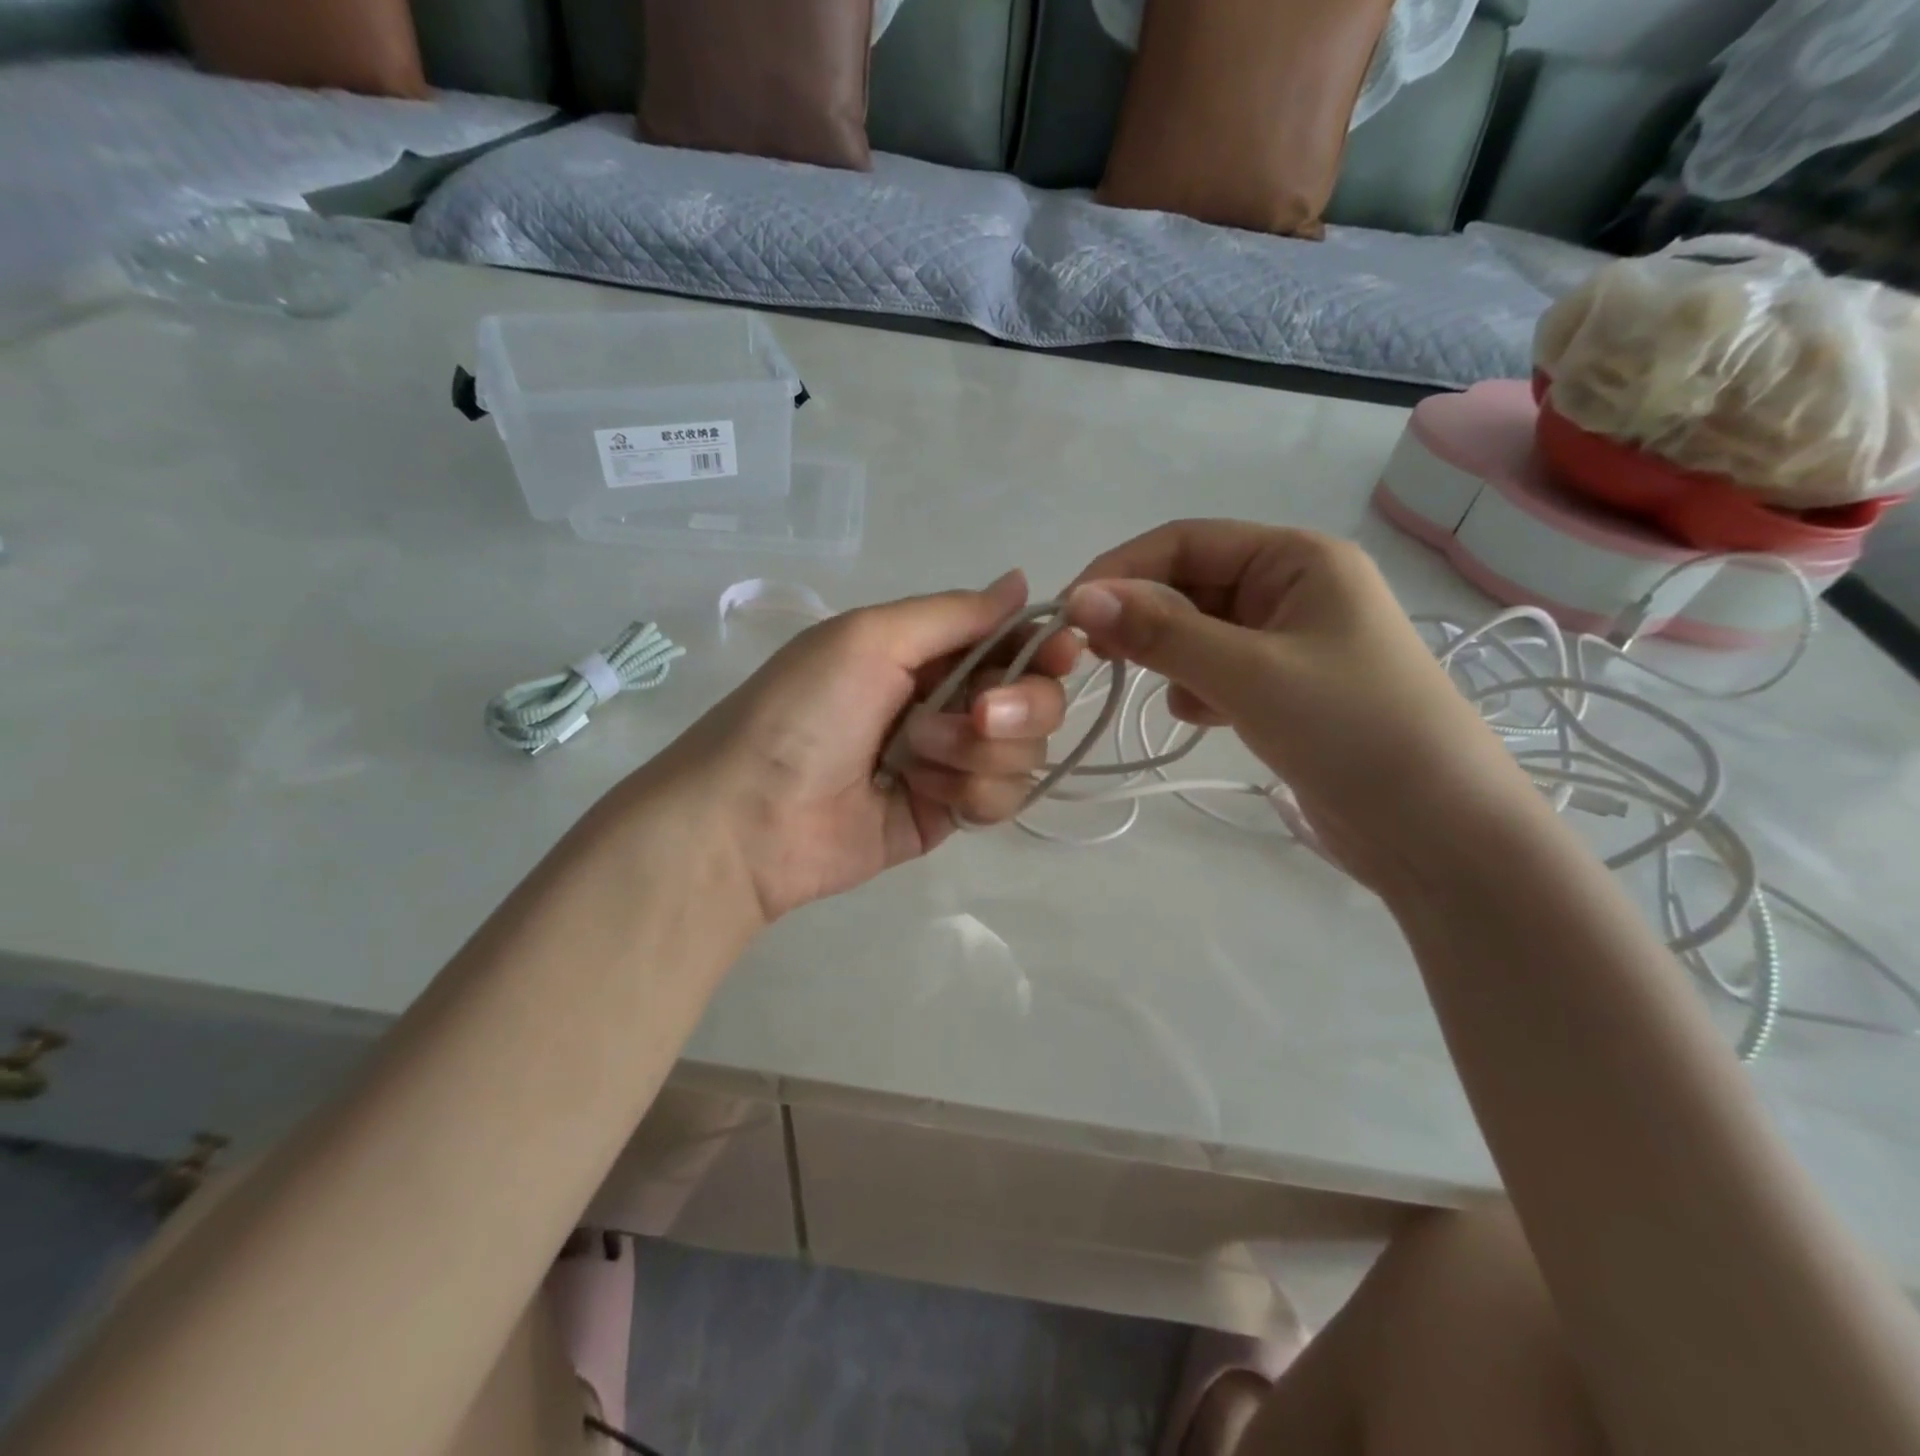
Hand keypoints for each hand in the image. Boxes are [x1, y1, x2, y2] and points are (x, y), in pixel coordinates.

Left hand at [650, 570, 1075, 921]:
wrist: (751, 819)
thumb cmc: (804, 711)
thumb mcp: (870, 638)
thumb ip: (954, 613)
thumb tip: (1021, 581)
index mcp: (926, 651)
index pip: (1013, 641)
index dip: (1045, 646)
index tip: (1062, 654)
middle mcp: (946, 701)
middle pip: (1034, 699)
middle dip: (1017, 707)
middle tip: (977, 716)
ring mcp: (950, 762)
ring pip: (1023, 752)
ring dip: (977, 754)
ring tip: (915, 760)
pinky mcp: (949, 814)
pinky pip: (1002, 799)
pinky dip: (971, 794)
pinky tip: (923, 795)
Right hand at [1065, 520, 1540, 890]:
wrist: (1438, 830)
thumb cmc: (1350, 729)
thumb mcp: (1247, 673)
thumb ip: (1161, 632)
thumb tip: (1078, 597)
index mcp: (1296, 559)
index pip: (1185, 542)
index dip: (1121, 571)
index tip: (1067, 612)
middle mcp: (1293, 588)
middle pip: (1190, 585)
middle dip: (1143, 617)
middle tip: (1096, 658)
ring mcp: (1290, 642)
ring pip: (1199, 631)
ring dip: (1169, 656)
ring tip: (1169, 694)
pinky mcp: (1285, 690)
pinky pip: (1218, 670)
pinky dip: (1197, 689)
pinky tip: (1202, 718)